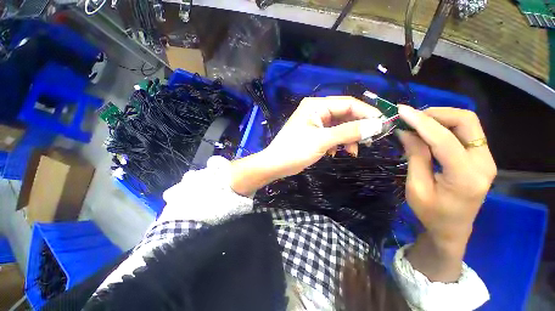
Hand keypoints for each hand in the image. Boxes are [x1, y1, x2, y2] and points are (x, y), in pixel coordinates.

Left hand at [230, 96, 380, 195]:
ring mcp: (315, 122)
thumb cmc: (295, 150)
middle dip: (357, 127)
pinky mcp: (315, 133)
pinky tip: (336, 152)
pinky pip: (332, 134)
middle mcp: (316, 110)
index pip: (348, 103)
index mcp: (316, 106)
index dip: (366, 113)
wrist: (276, 164)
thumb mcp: (323, 140)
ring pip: (340, 126)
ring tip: (351, 151)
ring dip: (348, 138)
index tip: (383, 124)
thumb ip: (348, 132)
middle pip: (345, 114)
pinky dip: (338, 143)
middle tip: (369, 141)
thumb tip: (376, 125)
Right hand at [397, 105, 496, 281]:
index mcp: (465, 177)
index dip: (422, 122)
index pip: (445, 140)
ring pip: (468, 123)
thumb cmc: (430, 213)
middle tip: (412, 117)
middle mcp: (483, 163)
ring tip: (417, 123)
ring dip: (441, 117)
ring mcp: (486, 159)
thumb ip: (415, 157)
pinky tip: (428, 131)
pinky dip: (445, 126)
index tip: (402, 111)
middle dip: (437, 114)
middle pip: (467, 122)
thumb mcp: (416, 187)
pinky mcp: (481, 157)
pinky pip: (465, 131)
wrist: (452, 228)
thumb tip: (405, 131)